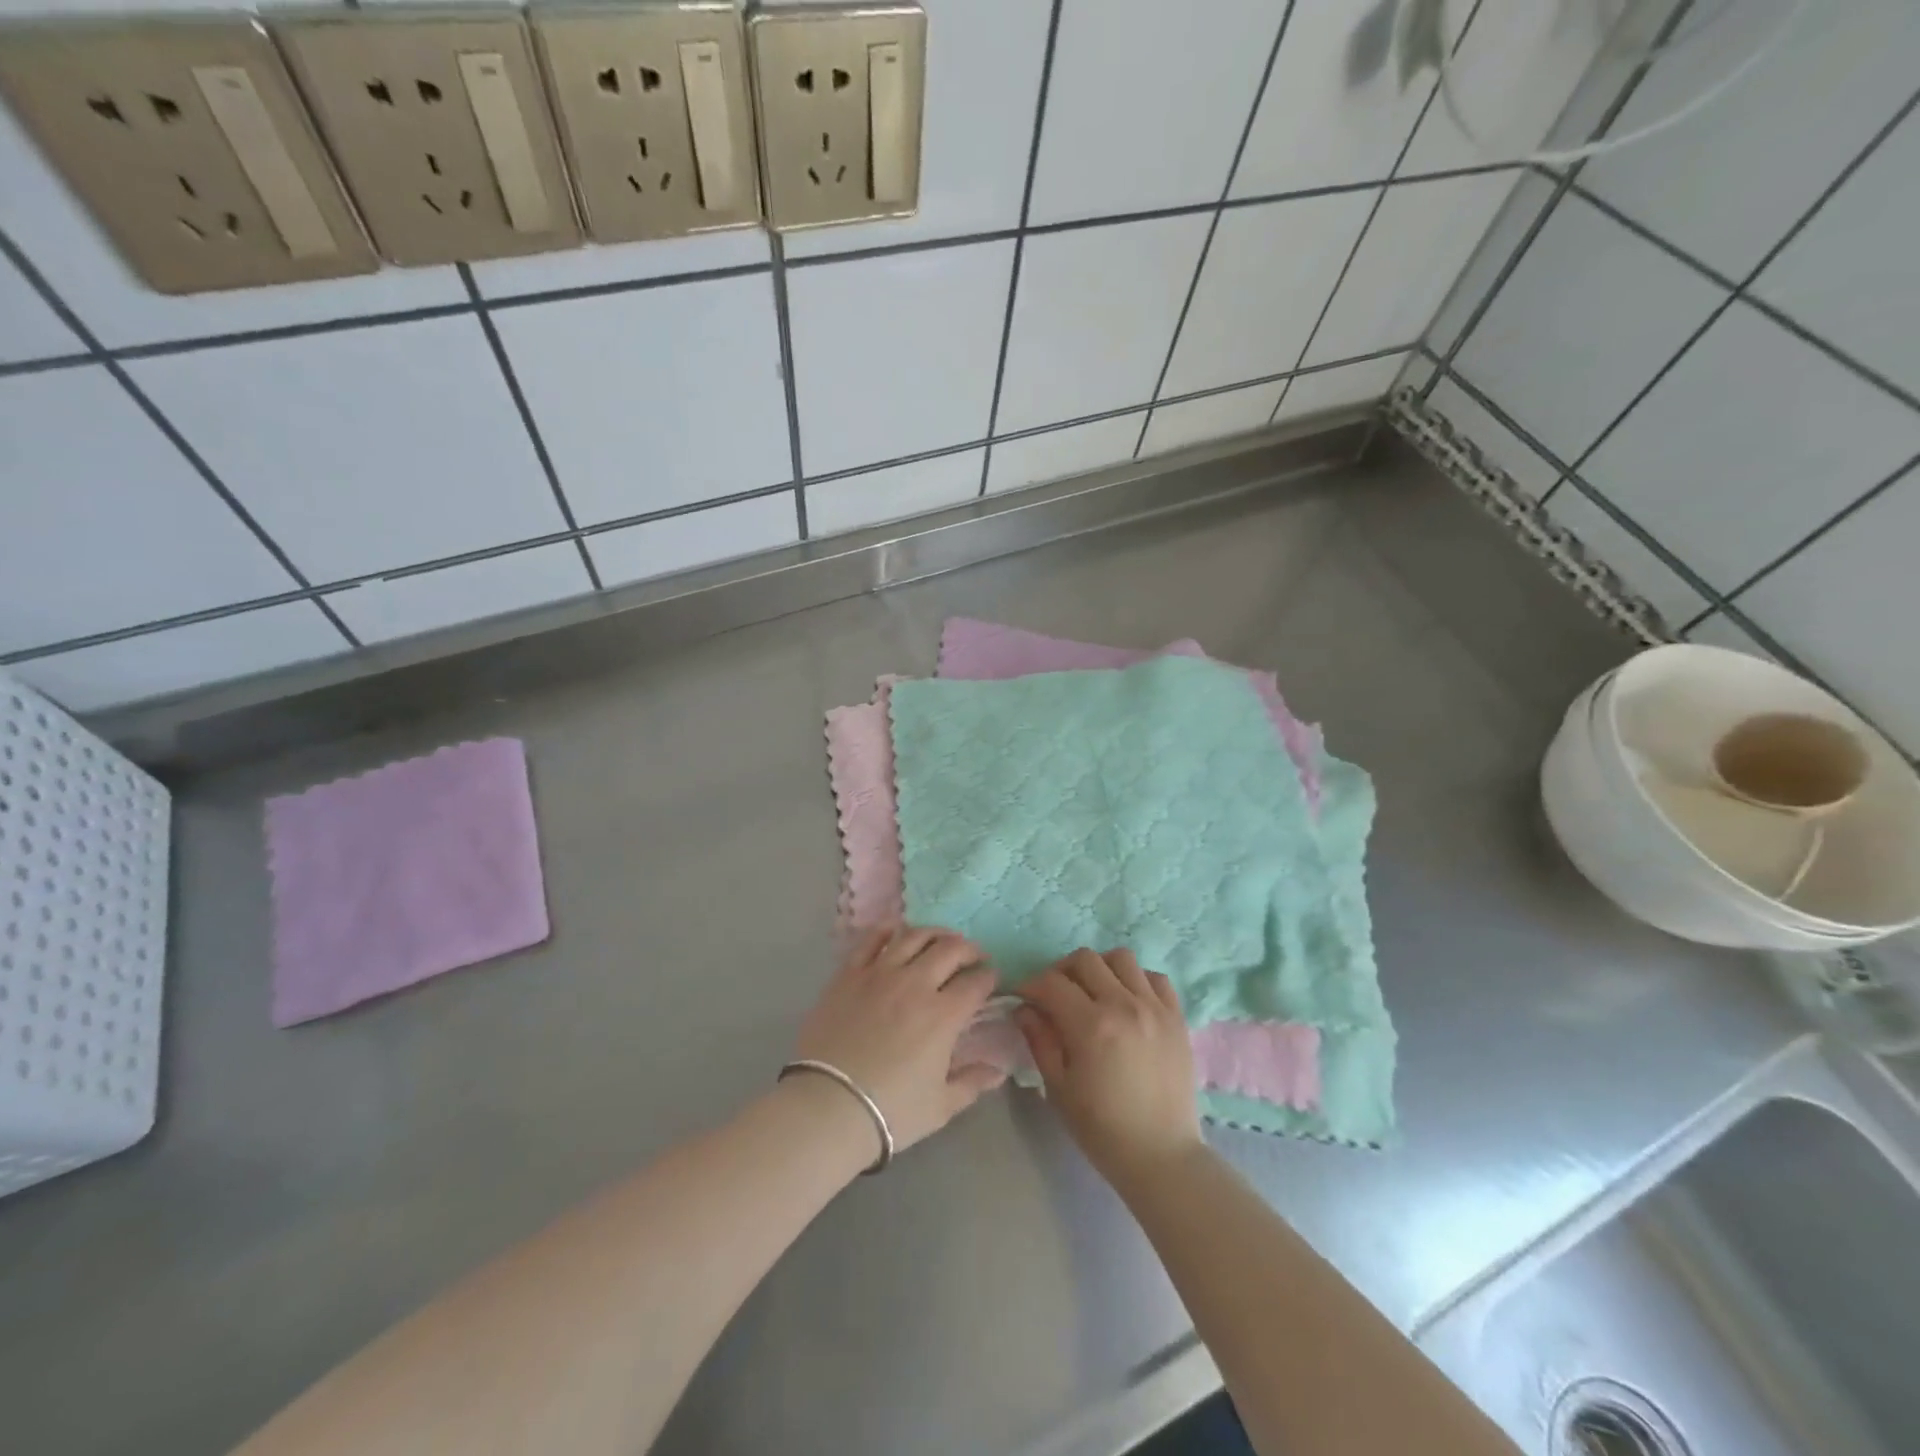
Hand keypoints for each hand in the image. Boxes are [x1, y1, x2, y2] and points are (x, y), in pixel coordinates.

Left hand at [793, 925, 1004, 1156]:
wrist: (828, 1106)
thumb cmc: (890, 1111)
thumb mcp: (941, 1106)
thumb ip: (973, 1082)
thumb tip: (999, 1070)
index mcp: (944, 1014)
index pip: (976, 982)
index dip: (989, 977)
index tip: (991, 979)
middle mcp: (916, 983)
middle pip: (950, 949)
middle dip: (968, 949)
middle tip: (972, 957)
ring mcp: (880, 973)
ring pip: (913, 936)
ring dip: (934, 934)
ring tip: (939, 940)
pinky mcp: (850, 973)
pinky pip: (871, 939)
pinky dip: (888, 930)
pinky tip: (896, 933)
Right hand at [1016, 948, 1204, 1190]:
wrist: (1162, 1156)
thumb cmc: (1102, 1129)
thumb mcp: (1058, 1088)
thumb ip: (1040, 1040)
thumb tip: (1024, 1009)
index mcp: (1091, 1025)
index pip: (1052, 983)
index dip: (1031, 985)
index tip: (1023, 997)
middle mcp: (1124, 1005)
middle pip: (1085, 959)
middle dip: (1061, 971)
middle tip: (1054, 994)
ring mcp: (1155, 1008)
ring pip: (1121, 958)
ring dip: (1099, 968)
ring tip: (1093, 991)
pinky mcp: (1177, 1017)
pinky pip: (1155, 978)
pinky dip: (1136, 980)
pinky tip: (1127, 1001)